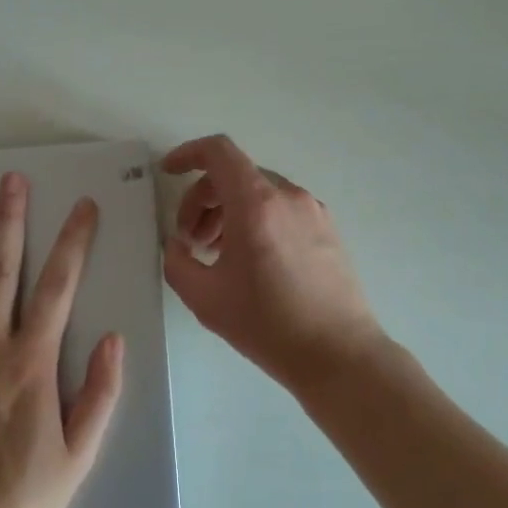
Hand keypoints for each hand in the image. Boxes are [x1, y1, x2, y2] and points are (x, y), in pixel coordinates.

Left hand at [0, 173, 123, 507]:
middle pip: (2, 269)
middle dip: (11, 219)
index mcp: (31, 362)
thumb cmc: (18, 499)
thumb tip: (115, 339)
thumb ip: (100, 395)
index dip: (73, 241)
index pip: (59, 286)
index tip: (83, 207)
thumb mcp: (78, 457)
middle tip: (14, 178)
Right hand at [162, 134, 383, 391]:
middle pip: (235, 174)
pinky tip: (250, 259)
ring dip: (229, 210)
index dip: (188, 154)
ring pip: (259, 192)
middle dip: (203, 198)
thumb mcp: (205, 298)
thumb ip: (177, 262)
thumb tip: (177, 244)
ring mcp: (312, 210)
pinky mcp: (327, 228)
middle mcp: (287, 195)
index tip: (168, 172)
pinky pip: (281, 208)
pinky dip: (256, 218)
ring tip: (216, 252)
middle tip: (190, 239)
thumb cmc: (268, 324)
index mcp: (256, 203)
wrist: (339, 355)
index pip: (218, 152)